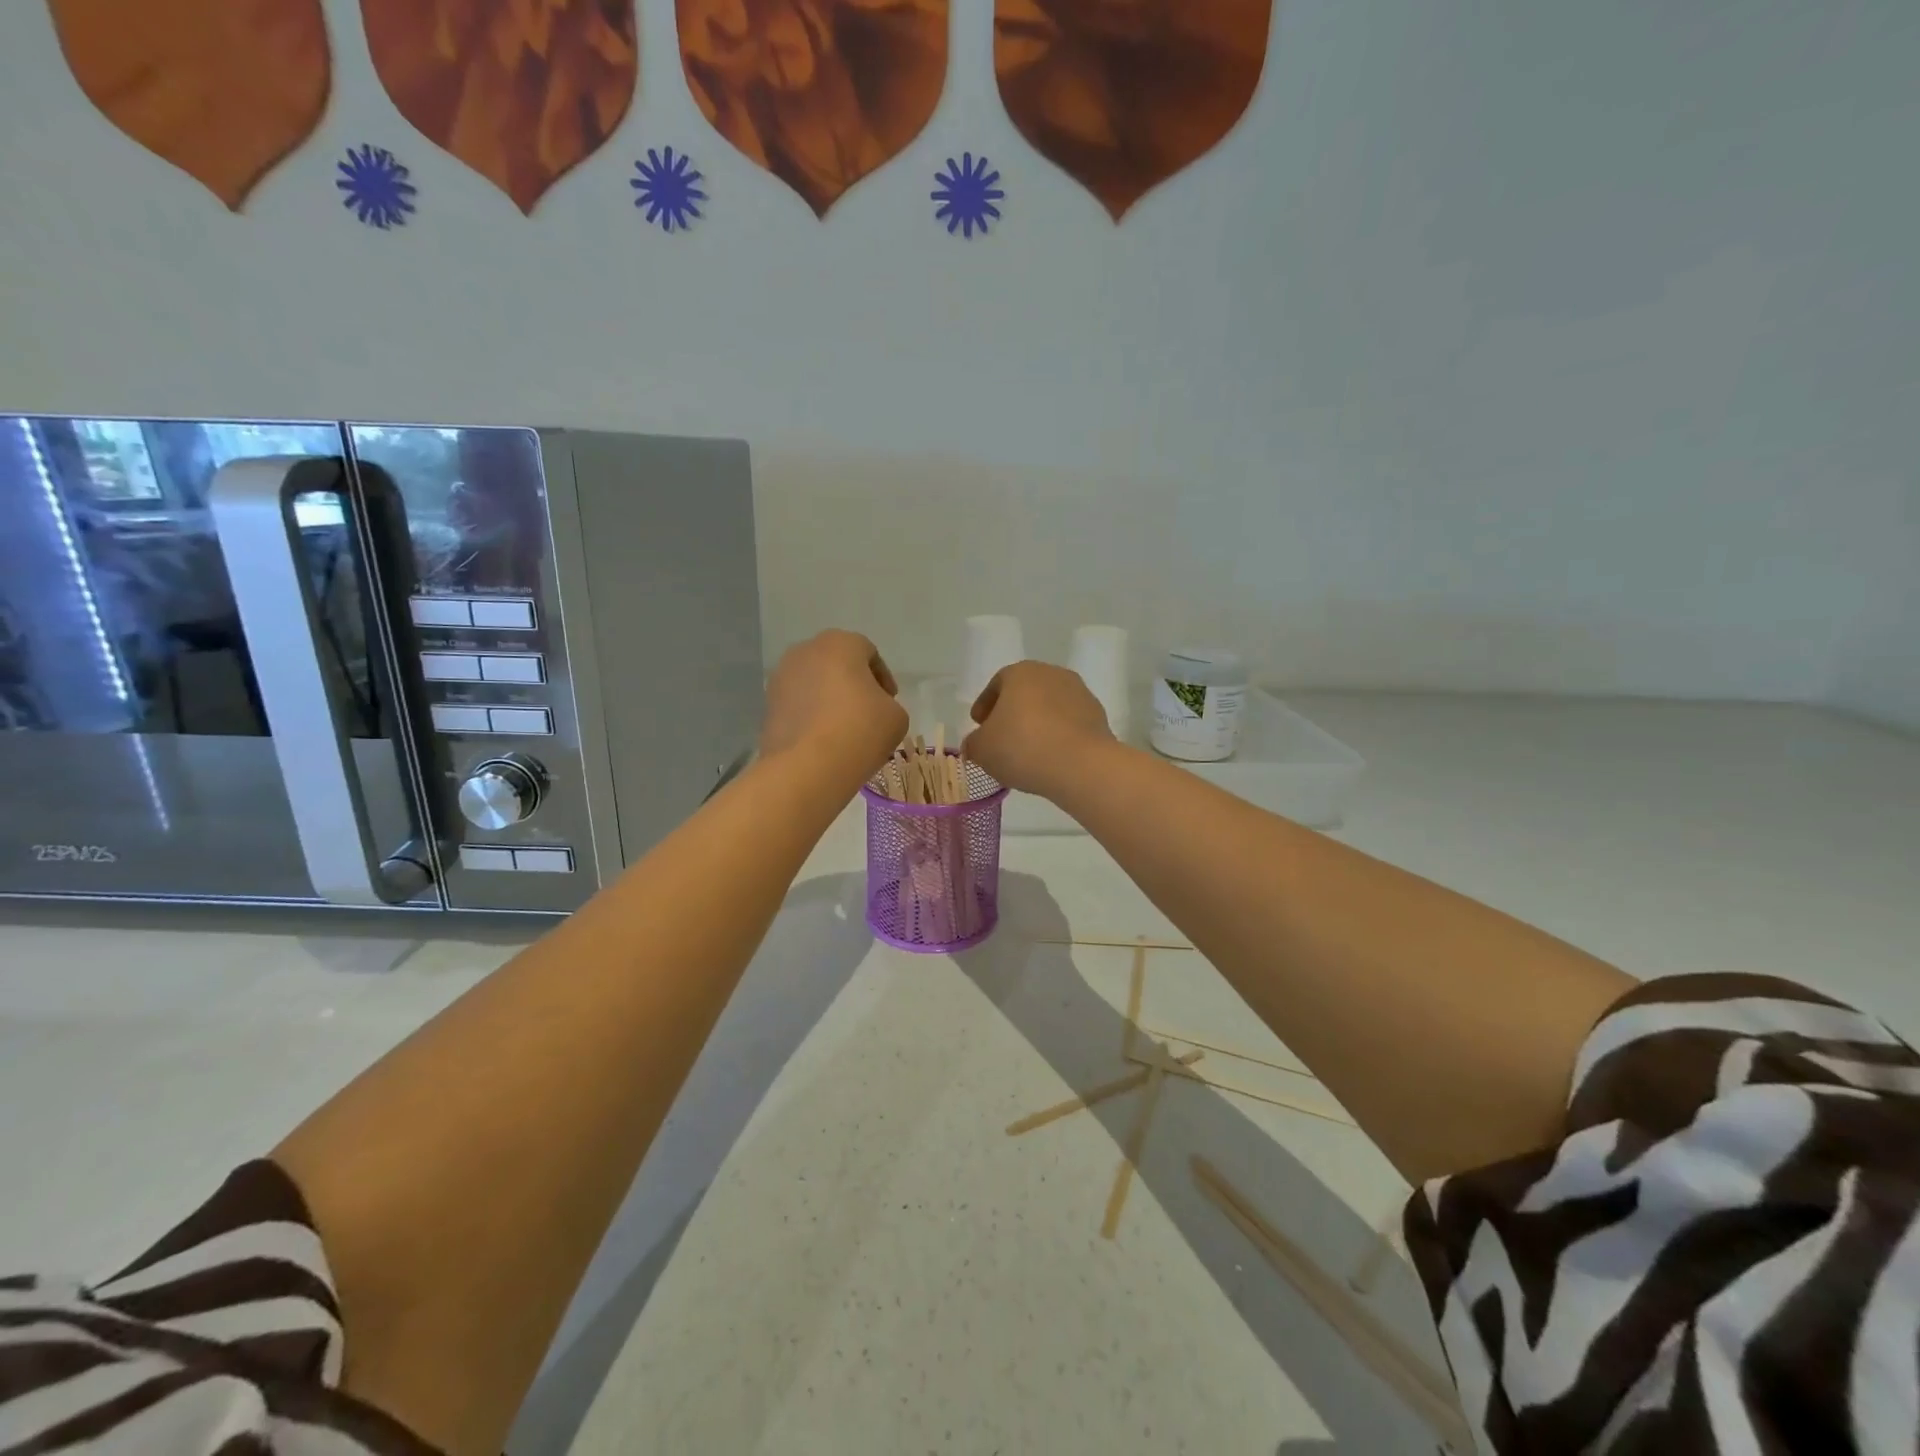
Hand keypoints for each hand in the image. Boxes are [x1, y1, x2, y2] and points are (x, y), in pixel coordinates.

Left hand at [759, 630, 907, 780]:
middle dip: (853, 684)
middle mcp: (805, 651)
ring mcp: (780, 678)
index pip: (868, 652)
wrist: (807, 767)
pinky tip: (822, 740)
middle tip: (867, 713)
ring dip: (829, 700)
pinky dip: (810, 716)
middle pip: (837, 664)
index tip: (890, 702)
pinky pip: (797, 704)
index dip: (883, 678)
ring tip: (843, 730)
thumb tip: (872, 710)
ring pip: (814, 683)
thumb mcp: (896, 716)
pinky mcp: (767, 706)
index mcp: (839, 643)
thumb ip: (888, 704)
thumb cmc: (860, 730)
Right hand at [963, 661, 1116, 798]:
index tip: (979, 725)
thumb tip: (976, 743)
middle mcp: (1052, 674)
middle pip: (1025, 693)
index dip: (985, 705)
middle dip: (1012, 713)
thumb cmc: (1022, 747)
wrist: (1081, 765)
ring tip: (1028, 751)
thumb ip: (973, 743)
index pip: (996, 684)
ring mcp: (1079, 693)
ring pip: (1049, 707)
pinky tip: (1050, 756)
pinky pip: (1068, 724)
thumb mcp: (982, 749)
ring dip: (1037, 724)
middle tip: (1002, 737)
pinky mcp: (1098, 716)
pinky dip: (1058, 735)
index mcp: (1020, 672)